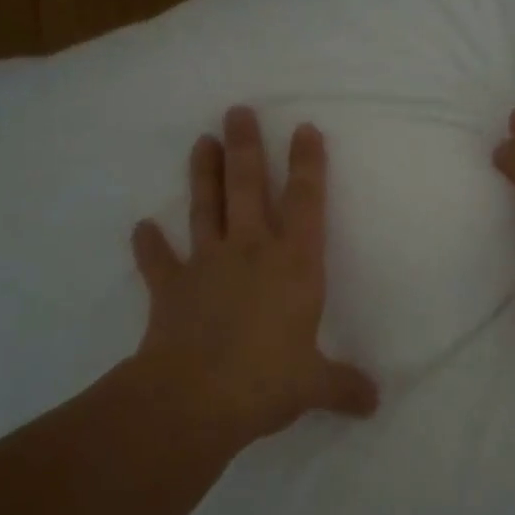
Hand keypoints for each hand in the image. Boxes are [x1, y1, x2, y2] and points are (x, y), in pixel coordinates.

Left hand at [131, 106, 376, 445]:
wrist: (195, 397)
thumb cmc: (267, 380)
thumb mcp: (314, 385)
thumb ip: (344, 387)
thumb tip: (374, 402)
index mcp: (295, 265)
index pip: (306, 203)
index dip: (308, 165)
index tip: (305, 129)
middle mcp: (252, 252)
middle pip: (248, 188)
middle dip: (246, 148)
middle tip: (236, 111)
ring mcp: (207, 265)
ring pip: (206, 209)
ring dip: (204, 175)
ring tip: (201, 141)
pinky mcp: (170, 288)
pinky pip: (158, 260)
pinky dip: (148, 244)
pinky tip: (140, 227)